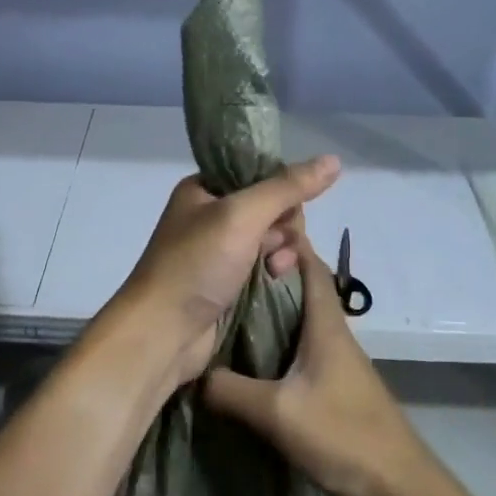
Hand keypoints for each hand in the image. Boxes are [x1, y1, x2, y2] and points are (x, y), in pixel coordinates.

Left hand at [105, 156, 340, 387]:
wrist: (162, 334)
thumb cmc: (196, 264)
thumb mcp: (241, 215)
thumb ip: (287, 187)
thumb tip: (333, 160)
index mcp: (204, 189)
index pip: (260, 174)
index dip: (280, 190)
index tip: (284, 212)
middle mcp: (211, 216)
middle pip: (272, 208)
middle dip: (283, 227)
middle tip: (273, 246)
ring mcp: (220, 252)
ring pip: (273, 240)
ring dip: (282, 252)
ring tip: (275, 269)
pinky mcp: (229, 284)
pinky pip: (266, 267)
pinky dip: (275, 272)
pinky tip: (275, 281)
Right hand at [203, 232, 435, 495]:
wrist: (397, 487)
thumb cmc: (343, 434)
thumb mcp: (277, 413)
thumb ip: (231, 391)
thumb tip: (194, 373)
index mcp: (325, 323)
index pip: (309, 264)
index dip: (286, 241)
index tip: (249, 229)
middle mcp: (333, 332)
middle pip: (302, 286)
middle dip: (270, 270)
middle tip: (227, 266)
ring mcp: (336, 359)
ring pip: (301, 316)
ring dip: (273, 305)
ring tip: (230, 303)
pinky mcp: (334, 384)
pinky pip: (301, 345)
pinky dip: (278, 336)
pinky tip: (252, 352)